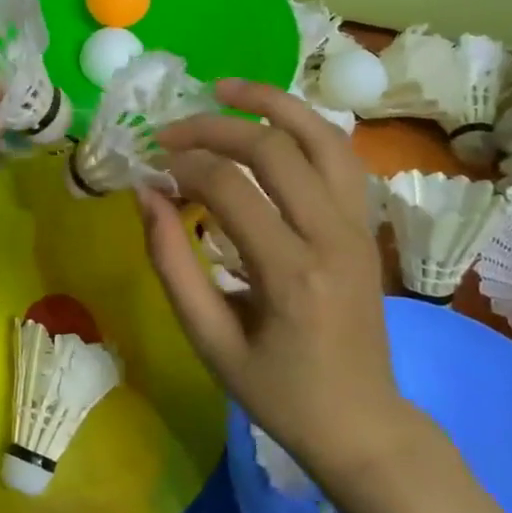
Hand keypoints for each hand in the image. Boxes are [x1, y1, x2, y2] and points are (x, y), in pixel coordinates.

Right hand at [136, 79, 418, 481]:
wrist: (363, 424)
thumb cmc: (278, 391)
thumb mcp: (209, 340)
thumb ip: (172, 263)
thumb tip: (146, 194)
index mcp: (292, 276)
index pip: (231, 190)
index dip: (184, 166)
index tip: (152, 166)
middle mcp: (334, 238)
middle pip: (276, 149)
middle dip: (215, 127)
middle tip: (170, 130)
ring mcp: (359, 227)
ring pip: (323, 137)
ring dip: (272, 103)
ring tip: (224, 88)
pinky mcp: (365, 226)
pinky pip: (339, 156)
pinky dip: (302, 126)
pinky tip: (268, 121)